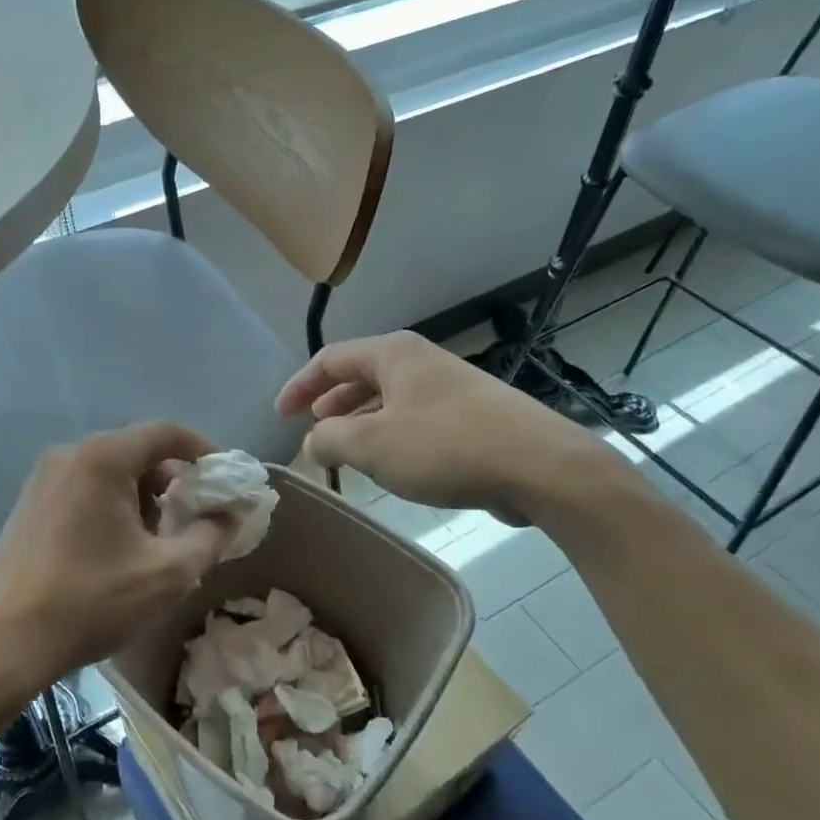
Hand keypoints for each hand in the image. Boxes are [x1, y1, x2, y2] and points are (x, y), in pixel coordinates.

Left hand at [0, 422, 238, 691]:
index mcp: (103, 458)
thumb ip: (210, 537)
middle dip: (174, 483)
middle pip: (137, 453)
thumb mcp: (167, 573)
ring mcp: (43, 480)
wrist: (1, 643)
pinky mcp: (28, 506)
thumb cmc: (90, 601)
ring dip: (143, 499)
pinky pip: (84, 491)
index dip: (205, 451)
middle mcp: (70, 455)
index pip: (167, 433)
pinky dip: (112, 508)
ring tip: (158, 544)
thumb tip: (230, 516)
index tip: (226, 480)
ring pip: (110, 474)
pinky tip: (118, 552)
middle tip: (195, 520)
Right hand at [276, 331, 621, 526]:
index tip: (279, 414)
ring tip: (344, 450)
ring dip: (360, 423)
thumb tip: (313, 441)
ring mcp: (450, 386)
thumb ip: (328, 439)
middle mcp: (420, 361)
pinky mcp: (472, 416)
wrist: (539, 466)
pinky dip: (390, 435)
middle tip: (310, 430)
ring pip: (389, 399)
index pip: (330, 359)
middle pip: (360, 375)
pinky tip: (390, 463)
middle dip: (330, 403)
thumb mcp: (371, 445)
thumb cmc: (444, 446)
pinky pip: (414, 419)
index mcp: (393, 353)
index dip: (299, 385)